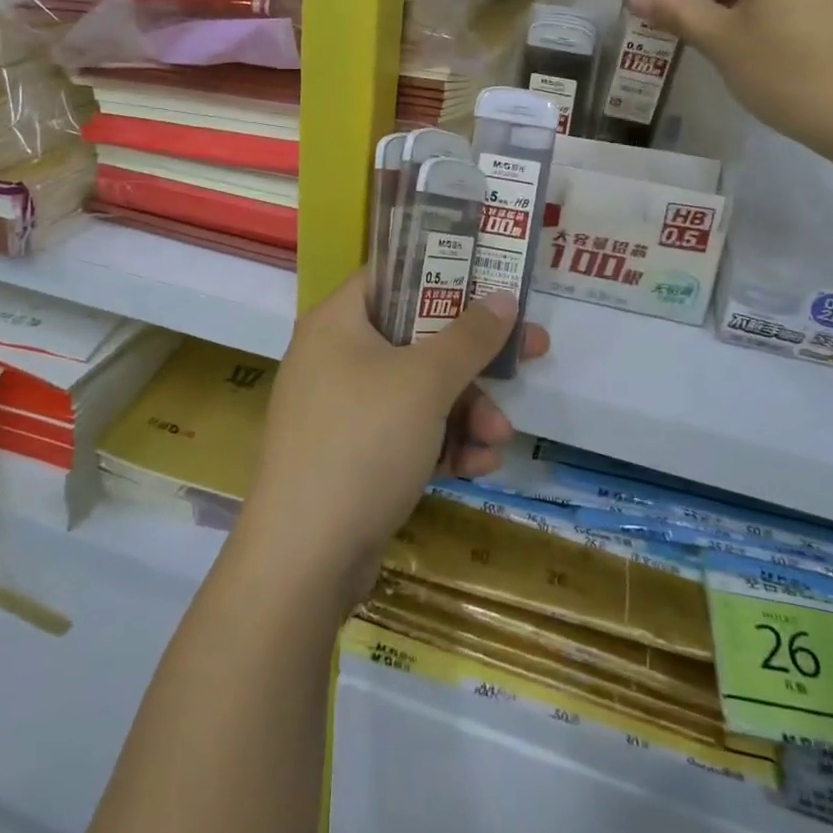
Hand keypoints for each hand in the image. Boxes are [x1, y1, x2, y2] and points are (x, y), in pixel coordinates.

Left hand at [235, 270, 548, 612]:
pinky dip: (442, 444)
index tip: (491, 282)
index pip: (392, 276)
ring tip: (500, 437)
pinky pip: (406, 433)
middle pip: (416, 337)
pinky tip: (478, 466)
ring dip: (466, 410)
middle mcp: (335, 358)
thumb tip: (503, 298)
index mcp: (338, 322)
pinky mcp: (352, 457)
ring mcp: (342, 410)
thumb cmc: (363, 443)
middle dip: (472, 359)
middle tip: (529, 355)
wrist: (304, 559)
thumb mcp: (425, 382)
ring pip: (418, 391)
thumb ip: (469, 337)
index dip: (443, 273)